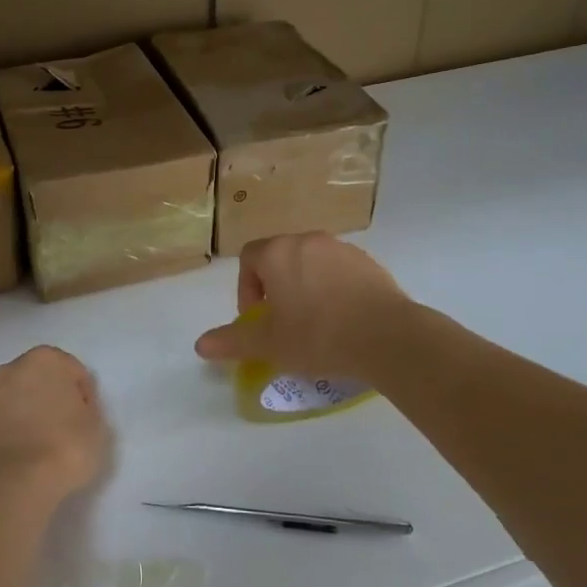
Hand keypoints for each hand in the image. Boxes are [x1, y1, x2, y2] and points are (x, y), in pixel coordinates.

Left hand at [0, 346, 110, 503]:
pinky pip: (6, 422)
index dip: (84, 396)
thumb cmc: (64, 446)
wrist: (14, 485)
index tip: (87, 420)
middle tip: (69, 427)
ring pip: (21, 399)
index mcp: (44, 359)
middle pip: (43, 380)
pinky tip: (28, 455)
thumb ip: (87, 408)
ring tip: (48, 444)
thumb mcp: (96, 426)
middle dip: (55, 398)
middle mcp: (12, 369)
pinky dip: (17, 431)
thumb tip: (74, 409)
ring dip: (34, 414)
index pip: (74, 372)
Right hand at [194, 233, 410, 381]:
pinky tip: (344, 320)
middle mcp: (308, 241)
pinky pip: (341, 272)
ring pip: (312, 264)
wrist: (386, 337)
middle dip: (276, 287)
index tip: (258, 318)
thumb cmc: (317, 335)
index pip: (249, 257)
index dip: (246, 288)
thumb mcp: (269, 344)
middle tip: (283, 323)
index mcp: (278, 253)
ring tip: (315, 323)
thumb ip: (232, 341)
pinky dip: (335, 290)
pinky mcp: (370, 263)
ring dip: (306, 287)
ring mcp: (342, 249)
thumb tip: (200, 345)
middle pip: (281, 258)